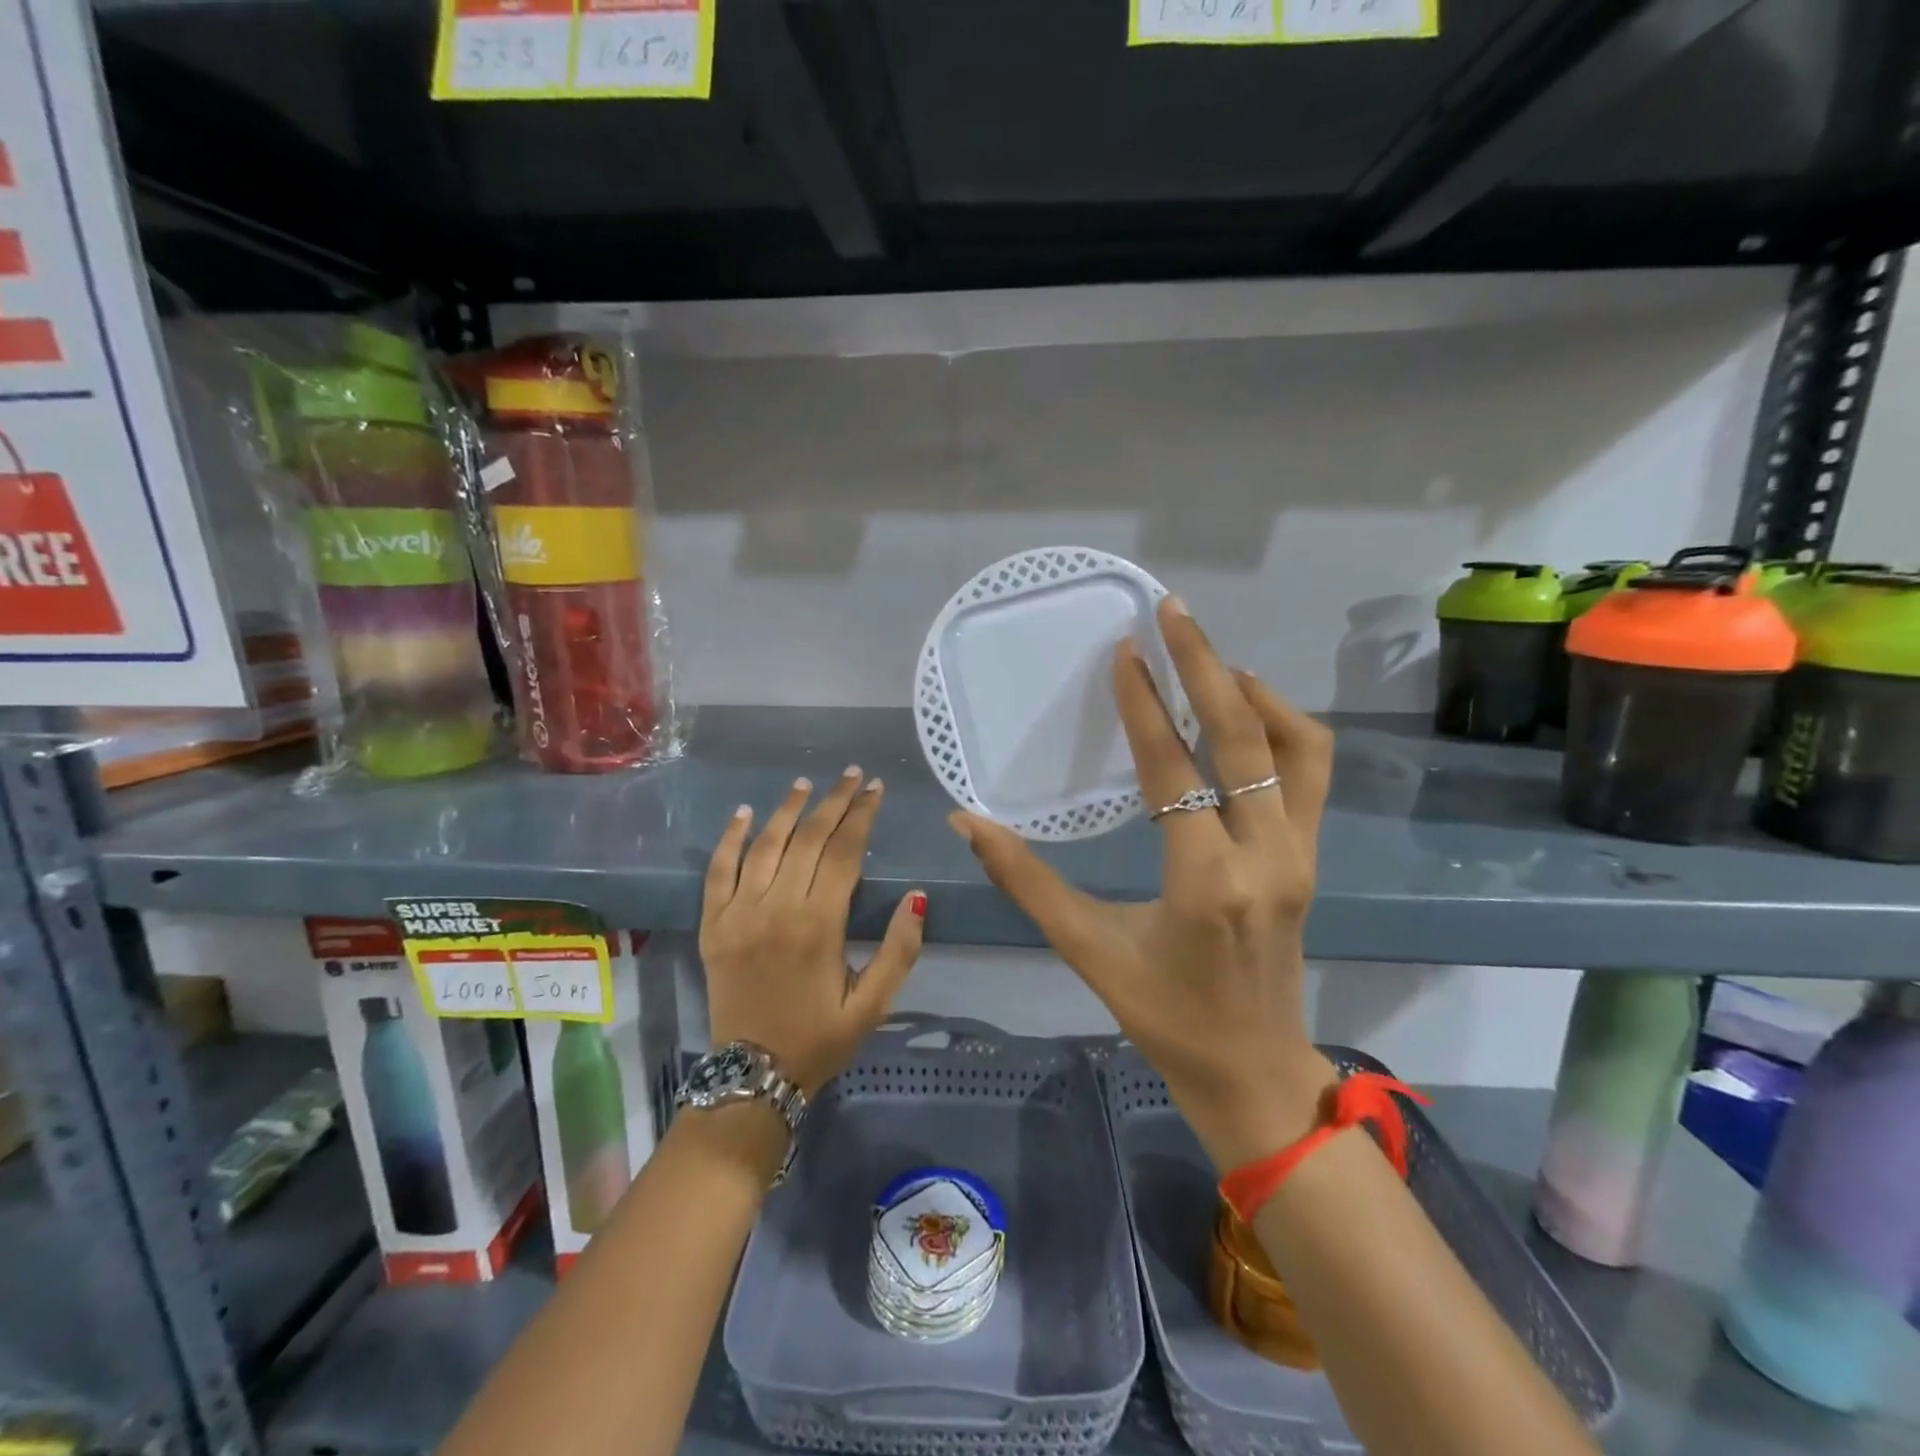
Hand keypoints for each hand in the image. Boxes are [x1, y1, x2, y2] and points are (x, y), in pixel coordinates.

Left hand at [701, 767, 926, 1096]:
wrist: (752, 1076)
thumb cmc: (819, 1039)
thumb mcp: (873, 1005)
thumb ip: (899, 950)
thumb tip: (917, 896)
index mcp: (819, 925)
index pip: (844, 852)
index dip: (862, 816)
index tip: (876, 789)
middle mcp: (776, 908)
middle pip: (808, 839)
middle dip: (834, 802)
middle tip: (852, 775)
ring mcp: (739, 914)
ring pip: (765, 846)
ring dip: (787, 809)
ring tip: (806, 783)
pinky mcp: (712, 924)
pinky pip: (718, 871)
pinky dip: (731, 838)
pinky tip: (745, 813)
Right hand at [951, 598, 1337, 1171]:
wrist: (1254, 1070)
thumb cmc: (1164, 1016)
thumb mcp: (1087, 950)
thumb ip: (1024, 881)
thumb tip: (968, 822)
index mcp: (1205, 882)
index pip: (1175, 771)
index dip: (1146, 706)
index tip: (1126, 652)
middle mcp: (1264, 856)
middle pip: (1245, 737)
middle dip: (1206, 666)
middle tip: (1173, 613)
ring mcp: (1300, 853)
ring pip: (1297, 746)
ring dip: (1254, 692)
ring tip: (1207, 660)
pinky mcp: (1311, 855)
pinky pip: (1308, 771)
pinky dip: (1282, 726)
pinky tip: (1242, 712)